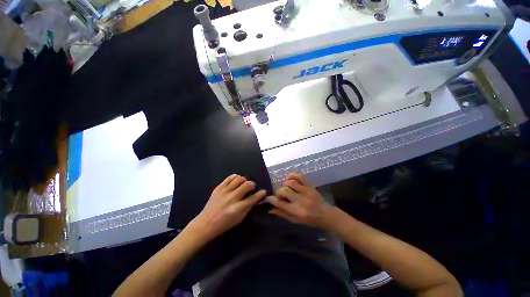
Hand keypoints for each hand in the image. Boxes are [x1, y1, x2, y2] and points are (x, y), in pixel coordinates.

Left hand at [188, 174, 266, 240]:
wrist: (205, 224)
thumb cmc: (224, 224)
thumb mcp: (239, 219)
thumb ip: (248, 208)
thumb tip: (254, 198)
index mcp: (237, 208)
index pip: (253, 198)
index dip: (260, 194)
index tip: (263, 191)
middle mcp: (232, 198)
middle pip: (246, 185)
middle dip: (252, 184)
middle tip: (251, 188)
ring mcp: (224, 192)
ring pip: (239, 179)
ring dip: (244, 180)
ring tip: (243, 184)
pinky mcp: (218, 188)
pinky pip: (229, 178)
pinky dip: (235, 177)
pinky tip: (236, 180)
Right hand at [266, 173, 335, 229]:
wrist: (326, 215)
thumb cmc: (310, 220)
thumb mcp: (295, 221)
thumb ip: (283, 214)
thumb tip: (270, 209)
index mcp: (297, 211)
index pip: (280, 203)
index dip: (272, 199)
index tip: (268, 198)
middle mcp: (300, 200)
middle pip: (284, 191)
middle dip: (278, 192)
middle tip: (279, 194)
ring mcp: (306, 191)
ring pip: (291, 183)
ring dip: (285, 184)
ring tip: (285, 188)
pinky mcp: (309, 186)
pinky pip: (299, 177)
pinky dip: (292, 176)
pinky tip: (290, 179)